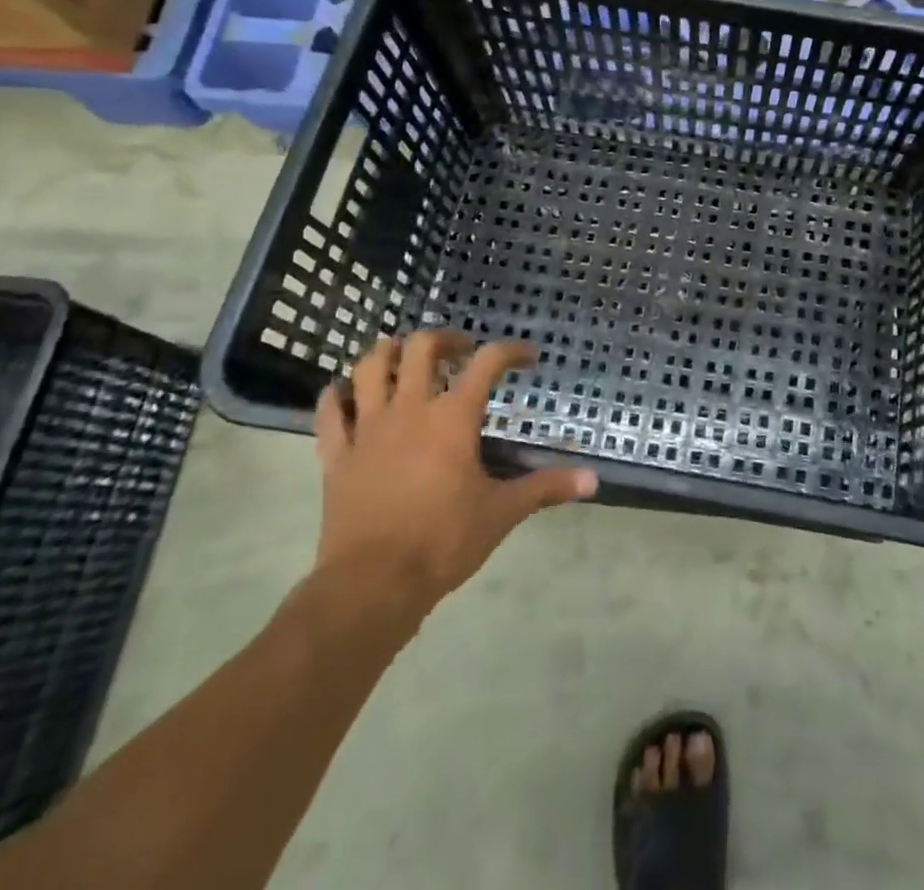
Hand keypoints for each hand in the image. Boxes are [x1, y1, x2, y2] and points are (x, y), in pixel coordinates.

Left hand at [312, 334, 596, 631]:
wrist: (373, 584)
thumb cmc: (444, 542)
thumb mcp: (502, 513)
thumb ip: (546, 488)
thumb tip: (593, 480)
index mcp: (453, 418)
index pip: (487, 363)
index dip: (511, 351)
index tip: (527, 357)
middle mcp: (409, 409)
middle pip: (421, 347)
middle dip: (444, 340)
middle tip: (460, 353)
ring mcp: (368, 428)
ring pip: (370, 367)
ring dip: (389, 353)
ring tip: (406, 360)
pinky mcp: (336, 454)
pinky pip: (329, 411)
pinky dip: (338, 395)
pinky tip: (349, 395)